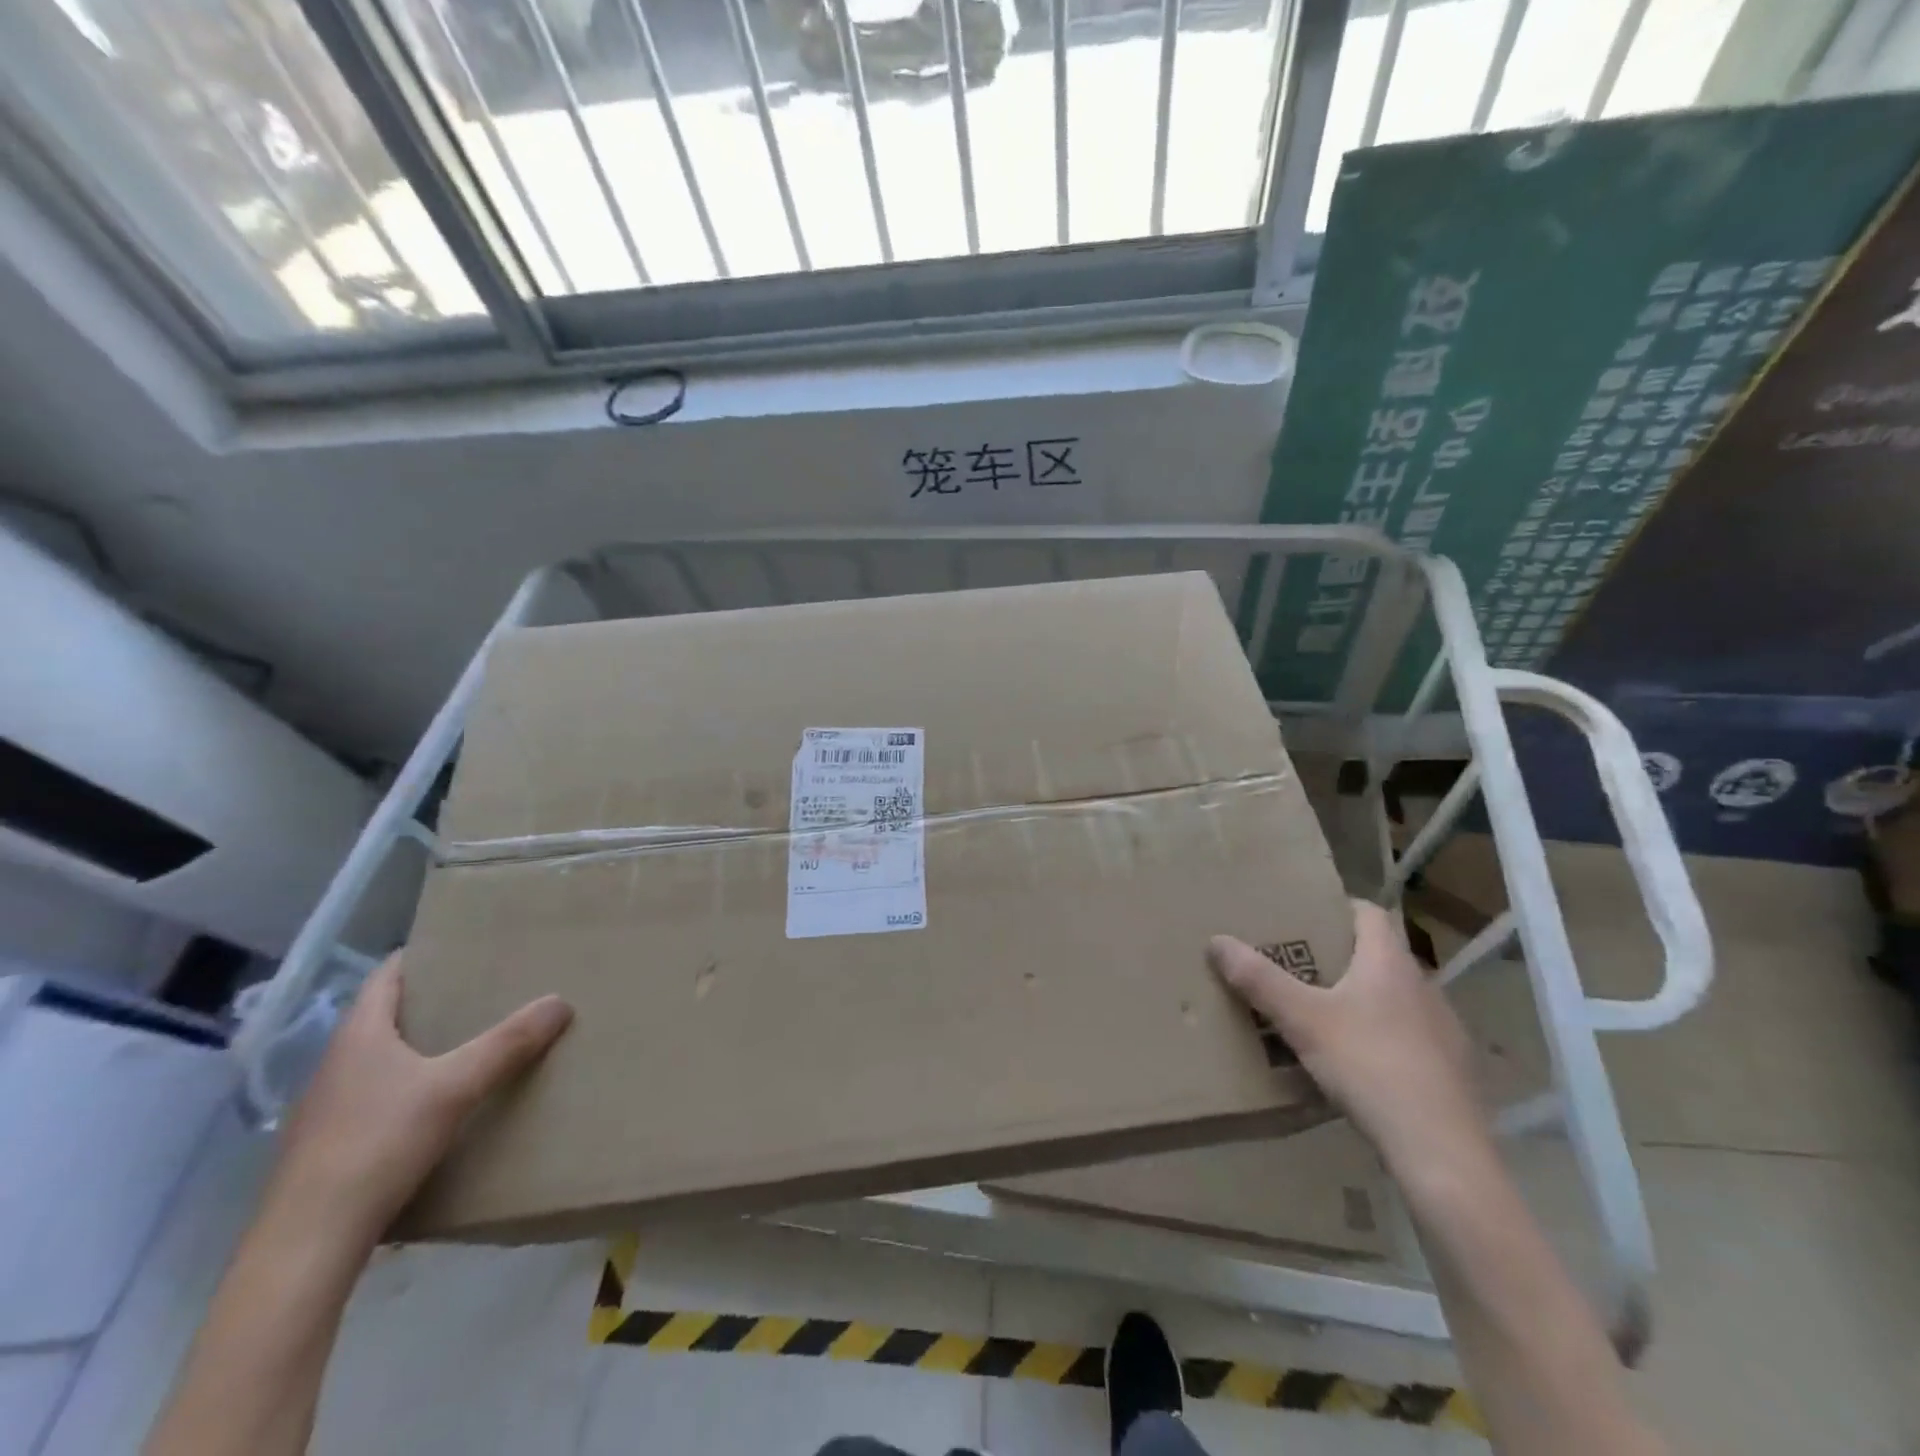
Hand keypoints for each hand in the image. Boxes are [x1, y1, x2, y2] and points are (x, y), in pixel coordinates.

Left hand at [260, 953, 572, 1249]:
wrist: (306, 1244)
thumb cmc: (377, 1144)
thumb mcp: (455, 1087)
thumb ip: (508, 1043)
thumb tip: (560, 1000)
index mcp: (358, 1036)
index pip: (385, 976)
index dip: (420, 956)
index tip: (461, 945)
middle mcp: (335, 1065)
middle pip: (383, 1016)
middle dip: (430, 1001)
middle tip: (482, 991)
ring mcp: (325, 1109)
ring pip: (378, 1059)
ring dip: (418, 1046)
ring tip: (468, 1043)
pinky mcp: (328, 1148)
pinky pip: (374, 1097)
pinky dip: (406, 1086)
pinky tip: (436, 1105)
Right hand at [1209, 900, 1488, 1172]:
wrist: (1441, 1151)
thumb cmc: (1370, 1066)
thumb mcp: (1302, 1020)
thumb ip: (1260, 980)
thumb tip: (1217, 940)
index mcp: (1390, 963)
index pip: (1370, 913)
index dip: (1339, 907)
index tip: (1307, 913)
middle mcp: (1424, 986)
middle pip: (1381, 955)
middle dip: (1342, 955)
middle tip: (1300, 964)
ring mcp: (1445, 1030)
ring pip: (1397, 997)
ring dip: (1365, 998)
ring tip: (1325, 1014)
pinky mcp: (1453, 1070)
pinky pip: (1412, 1037)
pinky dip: (1385, 1037)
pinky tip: (1361, 1063)